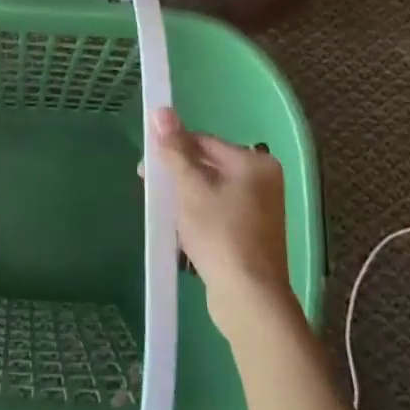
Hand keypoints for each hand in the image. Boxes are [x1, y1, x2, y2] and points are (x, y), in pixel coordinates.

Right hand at [150, 107, 295, 337]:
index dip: (173, 149)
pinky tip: (182, 231)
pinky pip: (219, 213)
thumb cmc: (220, 234)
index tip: (146, 166)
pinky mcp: (253, 235)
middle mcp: (263, 181)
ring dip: (185, 198)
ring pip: (211, 191)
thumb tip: (161, 110)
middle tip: (150, 189)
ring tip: (164, 213)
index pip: (205, 142)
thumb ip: (175, 150)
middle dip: (177, 176)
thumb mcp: (190, 188)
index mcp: (254, 163)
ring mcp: (261, 210)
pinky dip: (199, 216)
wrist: (248, 298)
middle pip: (209, 166)